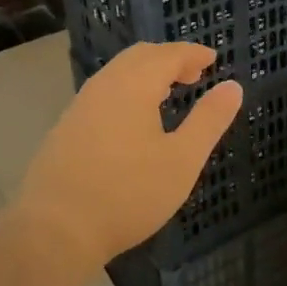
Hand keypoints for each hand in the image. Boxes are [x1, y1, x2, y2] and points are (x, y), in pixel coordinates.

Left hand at [17, 43, 242, 271]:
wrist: (54, 231)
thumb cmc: (128, 193)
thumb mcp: (182, 160)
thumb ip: (209, 120)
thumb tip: (232, 86)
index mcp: (134, 85)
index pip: (168, 54)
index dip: (193, 54)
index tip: (213, 60)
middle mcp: (104, 86)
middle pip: (140, 56)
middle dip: (170, 59)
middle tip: (194, 74)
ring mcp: (80, 106)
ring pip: (118, 73)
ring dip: (146, 73)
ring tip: (168, 93)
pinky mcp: (66, 129)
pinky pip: (104, 92)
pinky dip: (128, 89)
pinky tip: (135, 120)